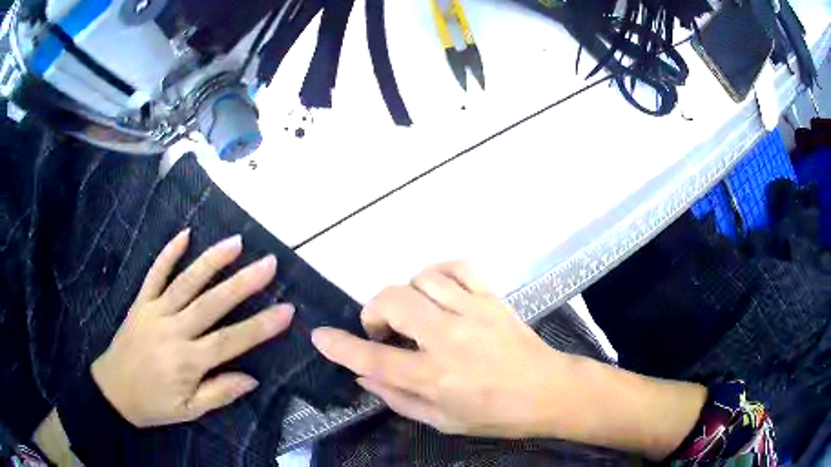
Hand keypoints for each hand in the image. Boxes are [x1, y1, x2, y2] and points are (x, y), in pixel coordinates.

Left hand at [92, 230, 293, 427]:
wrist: (113, 390)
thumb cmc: (154, 404)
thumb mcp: (190, 411)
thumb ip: (219, 393)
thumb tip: (251, 378)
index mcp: (187, 361)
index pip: (230, 341)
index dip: (260, 327)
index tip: (287, 310)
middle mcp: (173, 331)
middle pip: (212, 304)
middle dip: (243, 283)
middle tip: (269, 263)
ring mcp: (155, 312)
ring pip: (186, 282)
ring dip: (211, 261)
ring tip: (236, 243)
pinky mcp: (141, 302)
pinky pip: (154, 274)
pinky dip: (169, 253)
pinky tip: (185, 234)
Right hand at [312, 263, 706, 458]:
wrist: (548, 391)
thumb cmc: (495, 414)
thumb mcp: (442, 420)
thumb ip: (398, 398)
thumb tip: (364, 376)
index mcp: (435, 376)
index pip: (373, 357)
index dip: (340, 347)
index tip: (320, 336)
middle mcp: (449, 338)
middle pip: (392, 302)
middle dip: (373, 312)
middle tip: (383, 330)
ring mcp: (472, 311)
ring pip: (420, 279)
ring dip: (406, 294)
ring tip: (414, 314)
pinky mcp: (491, 297)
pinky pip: (455, 266)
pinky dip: (436, 273)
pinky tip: (437, 291)